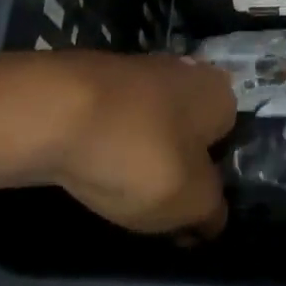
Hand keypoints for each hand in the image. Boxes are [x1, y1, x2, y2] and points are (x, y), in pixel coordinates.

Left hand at [20, 51, 236, 235]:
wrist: (55, 111)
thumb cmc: (139, 154)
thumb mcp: (190, 201)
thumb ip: (211, 211)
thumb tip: (213, 216)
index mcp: (219, 92)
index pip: (229, 139)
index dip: (213, 178)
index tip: (191, 211)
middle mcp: (185, 70)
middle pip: (188, 129)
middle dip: (175, 163)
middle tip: (158, 206)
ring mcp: (138, 69)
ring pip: (150, 124)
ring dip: (140, 155)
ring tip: (119, 193)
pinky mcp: (96, 77)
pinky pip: (114, 121)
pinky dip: (107, 144)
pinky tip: (91, 168)